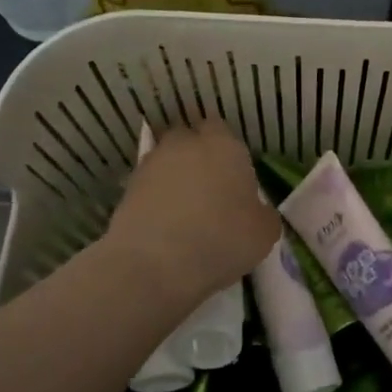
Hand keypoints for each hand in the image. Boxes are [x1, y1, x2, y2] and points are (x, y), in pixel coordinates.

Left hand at [103, 121, 280, 304]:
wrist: (155, 264)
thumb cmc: (222, 239)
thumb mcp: (265, 232)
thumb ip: (263, 212)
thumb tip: (255, 210)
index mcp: (224, 145)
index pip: (220, 127)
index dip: (225, 148)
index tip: (232, 173)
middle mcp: (185, 144)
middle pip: (189, 138)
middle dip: (196, 156)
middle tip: (208, 187)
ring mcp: (151, 164)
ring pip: (166, 161)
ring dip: (174, 177)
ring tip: (184, 210)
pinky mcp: (127, 189)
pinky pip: (147, 187)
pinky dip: (155, 200)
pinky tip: (165, 225)